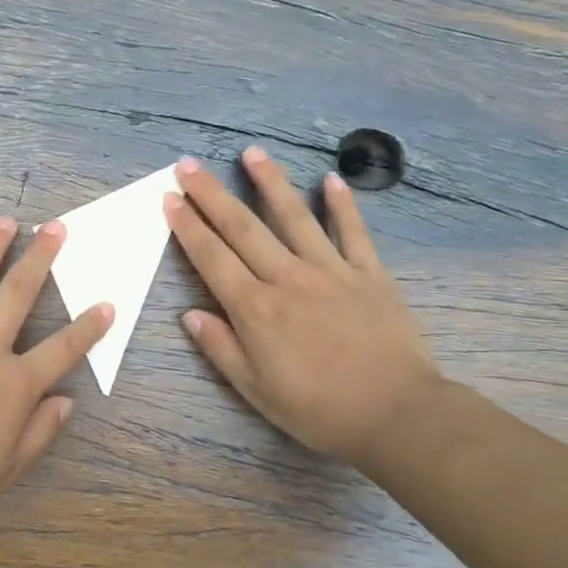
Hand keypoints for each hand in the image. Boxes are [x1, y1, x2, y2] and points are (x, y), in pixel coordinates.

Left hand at [0, 216, 113, 532]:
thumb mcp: (8, 468)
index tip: (107, 304)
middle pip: (18, 294)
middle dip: (40, 258)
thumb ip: (40, 431)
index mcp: (14, 383)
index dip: (89, 327)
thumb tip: (65, 400)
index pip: (63, 348)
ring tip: (4, 222)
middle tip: (54, 227)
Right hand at [165, 148, 443, 464]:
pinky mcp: (369, 274)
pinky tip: (330, 179)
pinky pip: (353, 232)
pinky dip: (342, 205)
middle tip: (189, 164)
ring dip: (270, 182)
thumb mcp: (256, 390)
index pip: (212, 258)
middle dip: (211, 194)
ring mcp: (331, 271)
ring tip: (251, 152)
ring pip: (294, 217)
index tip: (170, 199)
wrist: (396, 414)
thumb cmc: (318, 409)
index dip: (188, 227)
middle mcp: (287, 278)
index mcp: (255, 309)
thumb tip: (189, 314)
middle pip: (243, 228)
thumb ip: (220, 348)